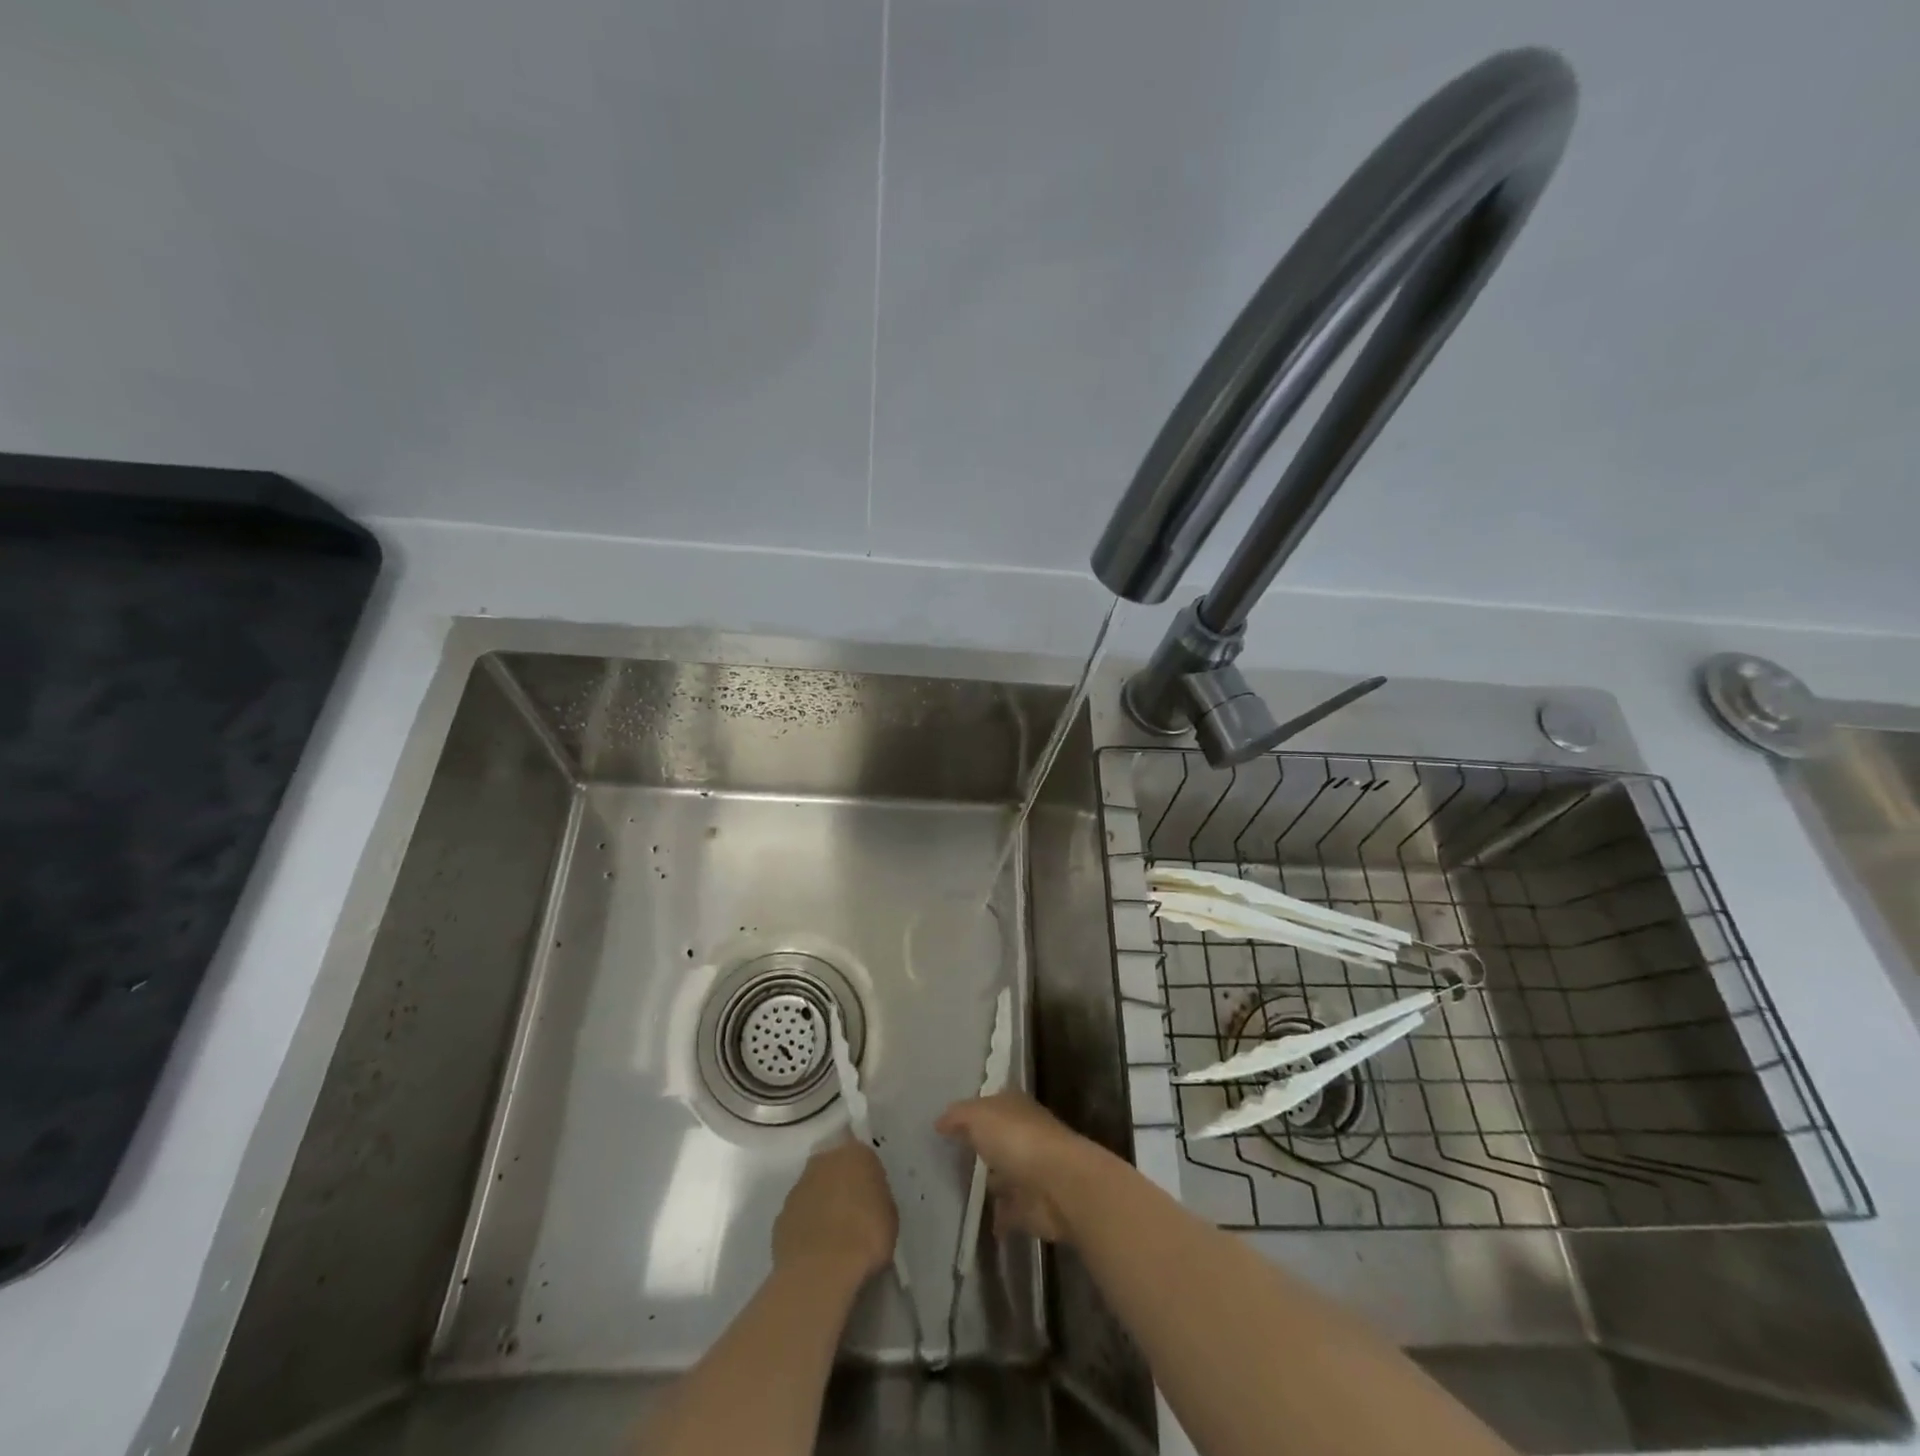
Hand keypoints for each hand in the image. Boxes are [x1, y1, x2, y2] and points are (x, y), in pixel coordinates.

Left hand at [772, 1139, 897, 1284]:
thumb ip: (877, 1198)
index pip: (863, 1158)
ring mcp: (798, 1188)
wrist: (823, 1269)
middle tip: (852, 1216)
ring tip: (833, 1240)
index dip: (867, 1180)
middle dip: (840, 1186)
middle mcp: (824, 1161)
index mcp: (855, 1154)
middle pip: (833, 1169)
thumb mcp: (890, 1214)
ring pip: (813, 1191)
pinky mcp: (780, 1217)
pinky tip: (815, 1253)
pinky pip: (798, 1217)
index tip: (872, 1201)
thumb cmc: (867, 1235)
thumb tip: (868, 1203)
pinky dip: (805, 1228)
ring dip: (820, 1206)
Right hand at [936, 1092, 1111, 1243]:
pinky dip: (995, 1217)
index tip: (947, 1124)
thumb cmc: (1017, 1139)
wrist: (1058, 1186)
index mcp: (1014, 1106)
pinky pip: (1007, 1212)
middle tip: (945, 1159)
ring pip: (1002, 1175)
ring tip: (953, 1191)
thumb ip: (958, 1117)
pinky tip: (972, 1222)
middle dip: (978, 1147)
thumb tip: (940, 1122)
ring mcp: (1029, 1172)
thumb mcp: (979, 1116)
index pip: (990, 1104)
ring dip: (988, 1183)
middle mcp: (1023, 1135)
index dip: (971, 1111)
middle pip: (996, 1139)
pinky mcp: (1030, 1208)